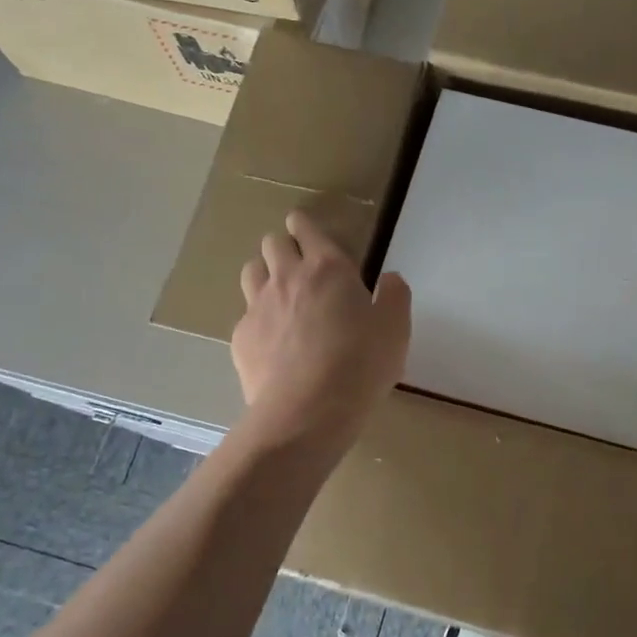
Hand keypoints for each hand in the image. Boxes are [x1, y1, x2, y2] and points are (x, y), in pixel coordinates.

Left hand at [233, 211, 410, 451]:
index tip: (303, 227)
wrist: (308, 411)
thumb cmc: (360, 364)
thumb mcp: (395, 329)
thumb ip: (394, 296)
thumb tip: (390, 279)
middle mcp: (288, 278)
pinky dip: (257, 318)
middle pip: (272, 244)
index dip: (303, 225)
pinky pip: (245, 315)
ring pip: (251, 272)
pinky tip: (271, 340)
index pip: (306, 230)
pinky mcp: (241, 338)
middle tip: (297, 264)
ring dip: (264, 274)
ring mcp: (258, 307)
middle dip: (283, 246)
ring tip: (278, 293)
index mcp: (328, 269)